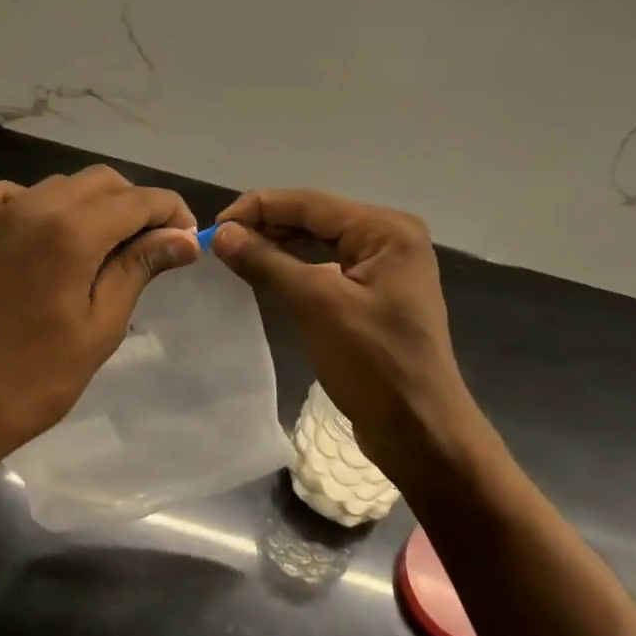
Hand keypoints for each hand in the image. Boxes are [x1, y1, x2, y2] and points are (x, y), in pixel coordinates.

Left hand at [0, 167, 199, 480]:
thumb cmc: (31, 381)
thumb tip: (183, 238)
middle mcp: (31, 208)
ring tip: (93, 244)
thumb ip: (139, 269)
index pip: (139, 200)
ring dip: (84, 204)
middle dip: (132, 204)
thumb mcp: (99, 328)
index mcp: (72, 232)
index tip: (185, 237)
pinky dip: (15, 199)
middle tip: (147, 244)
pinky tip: (23, 224)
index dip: (171, 211)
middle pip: (99, 182)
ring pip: (51, 185)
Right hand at [211, 189, 478, 481]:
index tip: (215, 226)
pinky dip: (296, 268)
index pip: (311, 203)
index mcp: (386, 230)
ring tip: (236, 255)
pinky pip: (328, 267)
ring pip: (320, 242)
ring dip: (279, 246)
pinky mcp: (376, 294)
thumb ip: (268, 262)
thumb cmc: (374, 363)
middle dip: (268, 226)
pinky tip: (267, 274)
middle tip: (220, 243)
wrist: (421, 433)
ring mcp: (385, 267)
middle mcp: (389, 238)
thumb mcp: (317, 305)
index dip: (259, 208)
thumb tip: (222, 234)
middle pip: (316, 218)